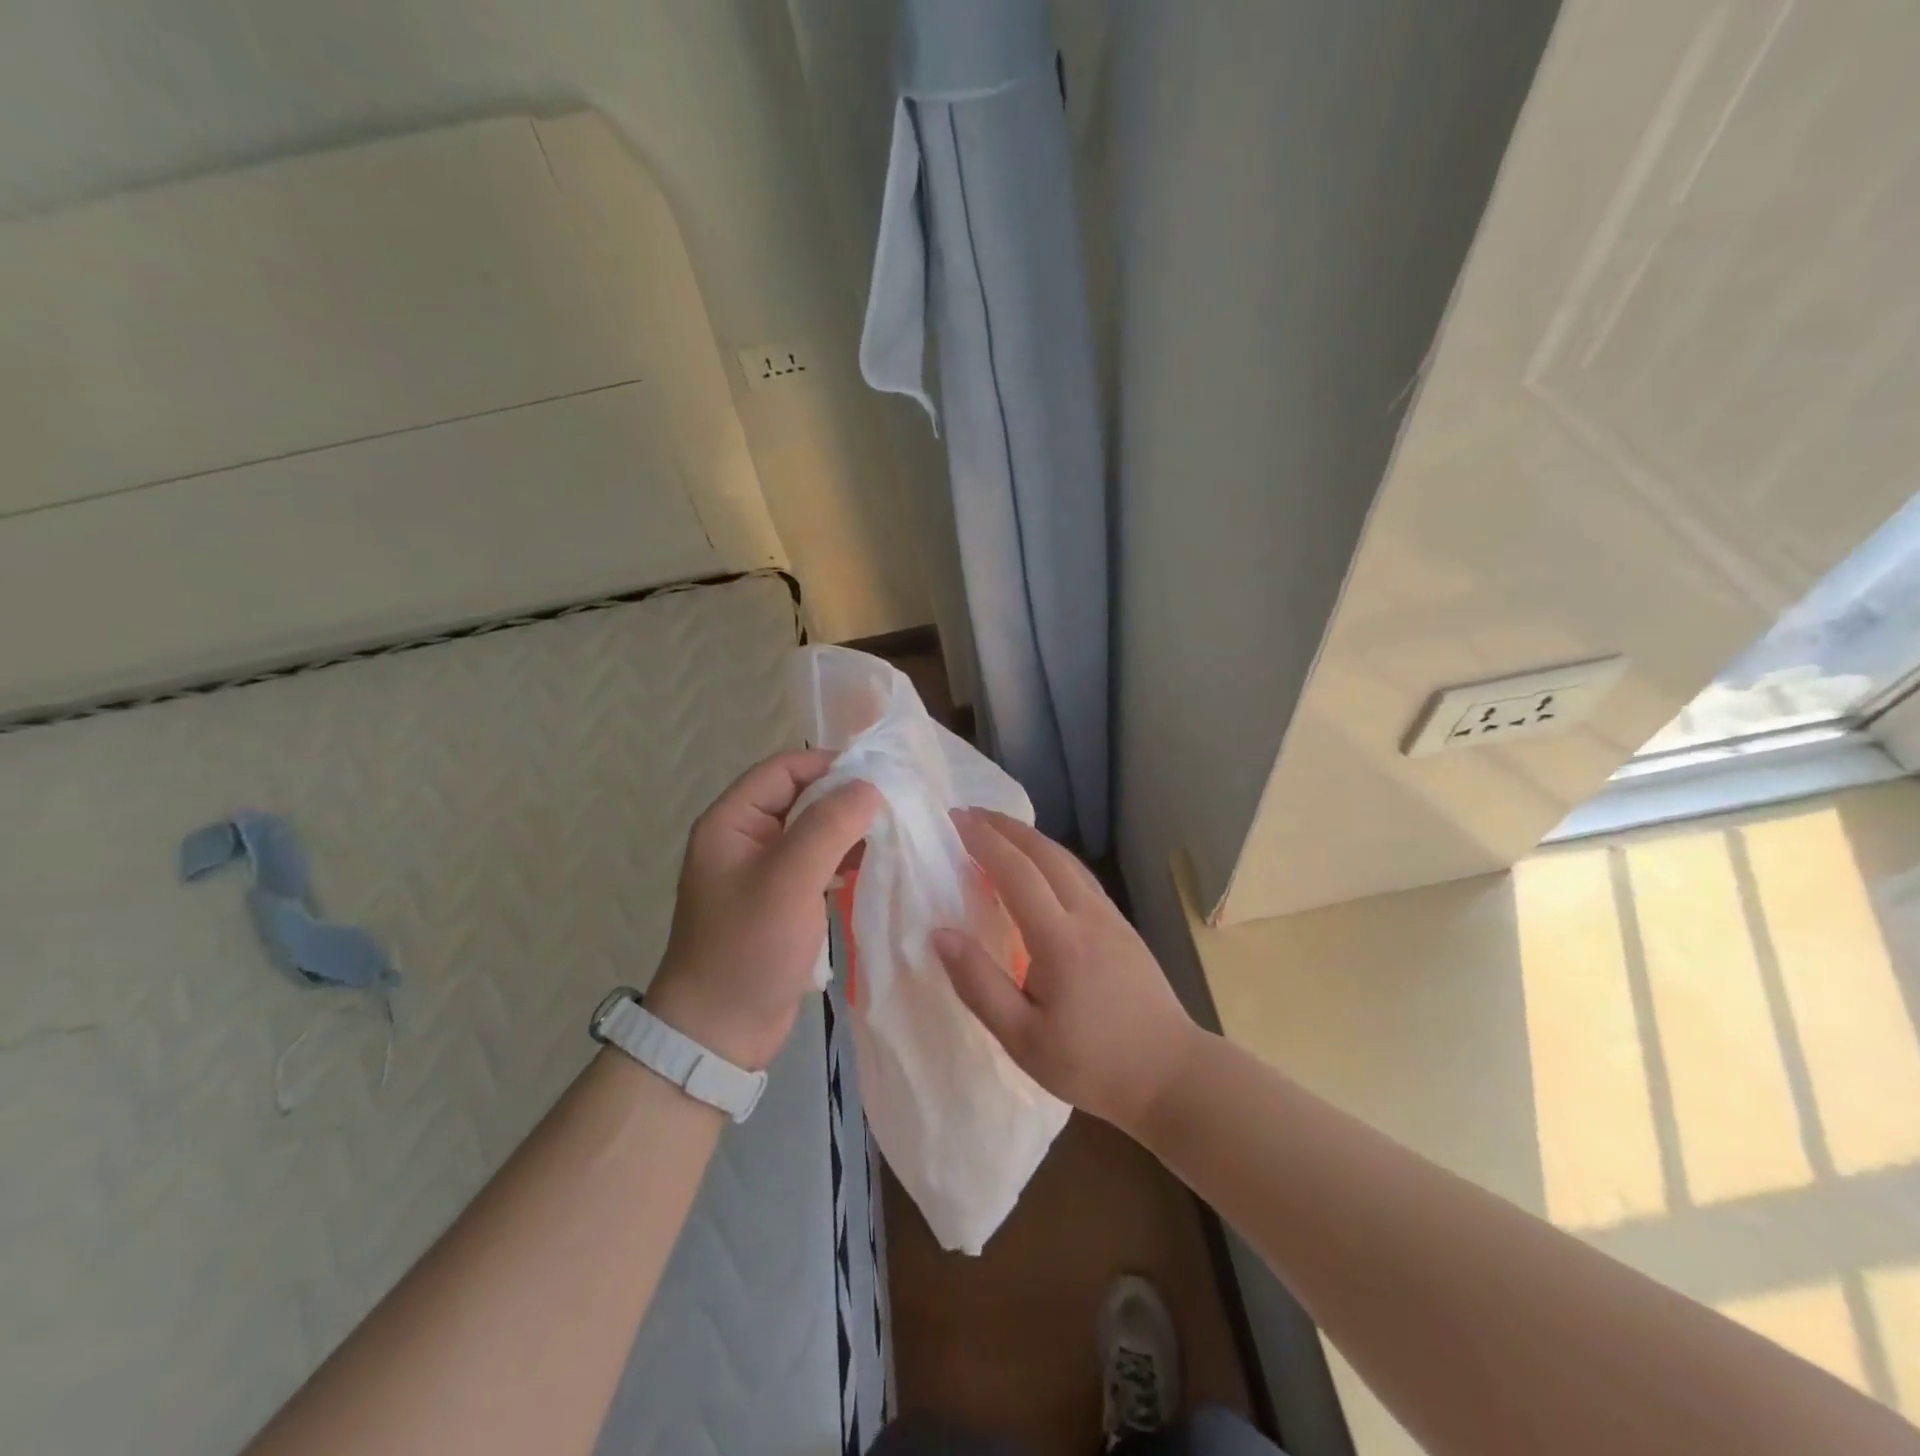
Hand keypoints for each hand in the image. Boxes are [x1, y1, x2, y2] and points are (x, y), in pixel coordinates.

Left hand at [645, 751, 878, 1070]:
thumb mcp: (789, 880)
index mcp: (732, 821)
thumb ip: (829, 826)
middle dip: (846, 797)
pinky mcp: (781, 899)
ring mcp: (763, 871)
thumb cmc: (748, 948)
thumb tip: (869, 786)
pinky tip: (873, 865)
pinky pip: (816, 862)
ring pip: (813, 830)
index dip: (831, 765)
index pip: (785, 769)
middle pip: (801, 796)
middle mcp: (745, 838)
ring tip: (892, 833)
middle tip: (895, 805)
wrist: (719, 1032)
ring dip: (849, 828)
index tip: (880, 777)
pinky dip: (844, 858)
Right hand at [933, 809, 1199, 1133]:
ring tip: (999, 831)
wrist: (1172, 1075)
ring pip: (1067, 860)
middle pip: (1044, 853)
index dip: (984, 842)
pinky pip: (1080, 876)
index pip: (1016, 872)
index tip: (955, 820)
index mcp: (1060, 939)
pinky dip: (1051, 857)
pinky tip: (1042, 867)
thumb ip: (979, 984)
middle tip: (970, 814)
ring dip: (1030, 838)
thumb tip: (941, 934)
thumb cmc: (1092, 1064)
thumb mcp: (1023, 1039)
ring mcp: (1111, 917)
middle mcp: (1088, 915)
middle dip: (1005, 827)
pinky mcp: (1123, 927)